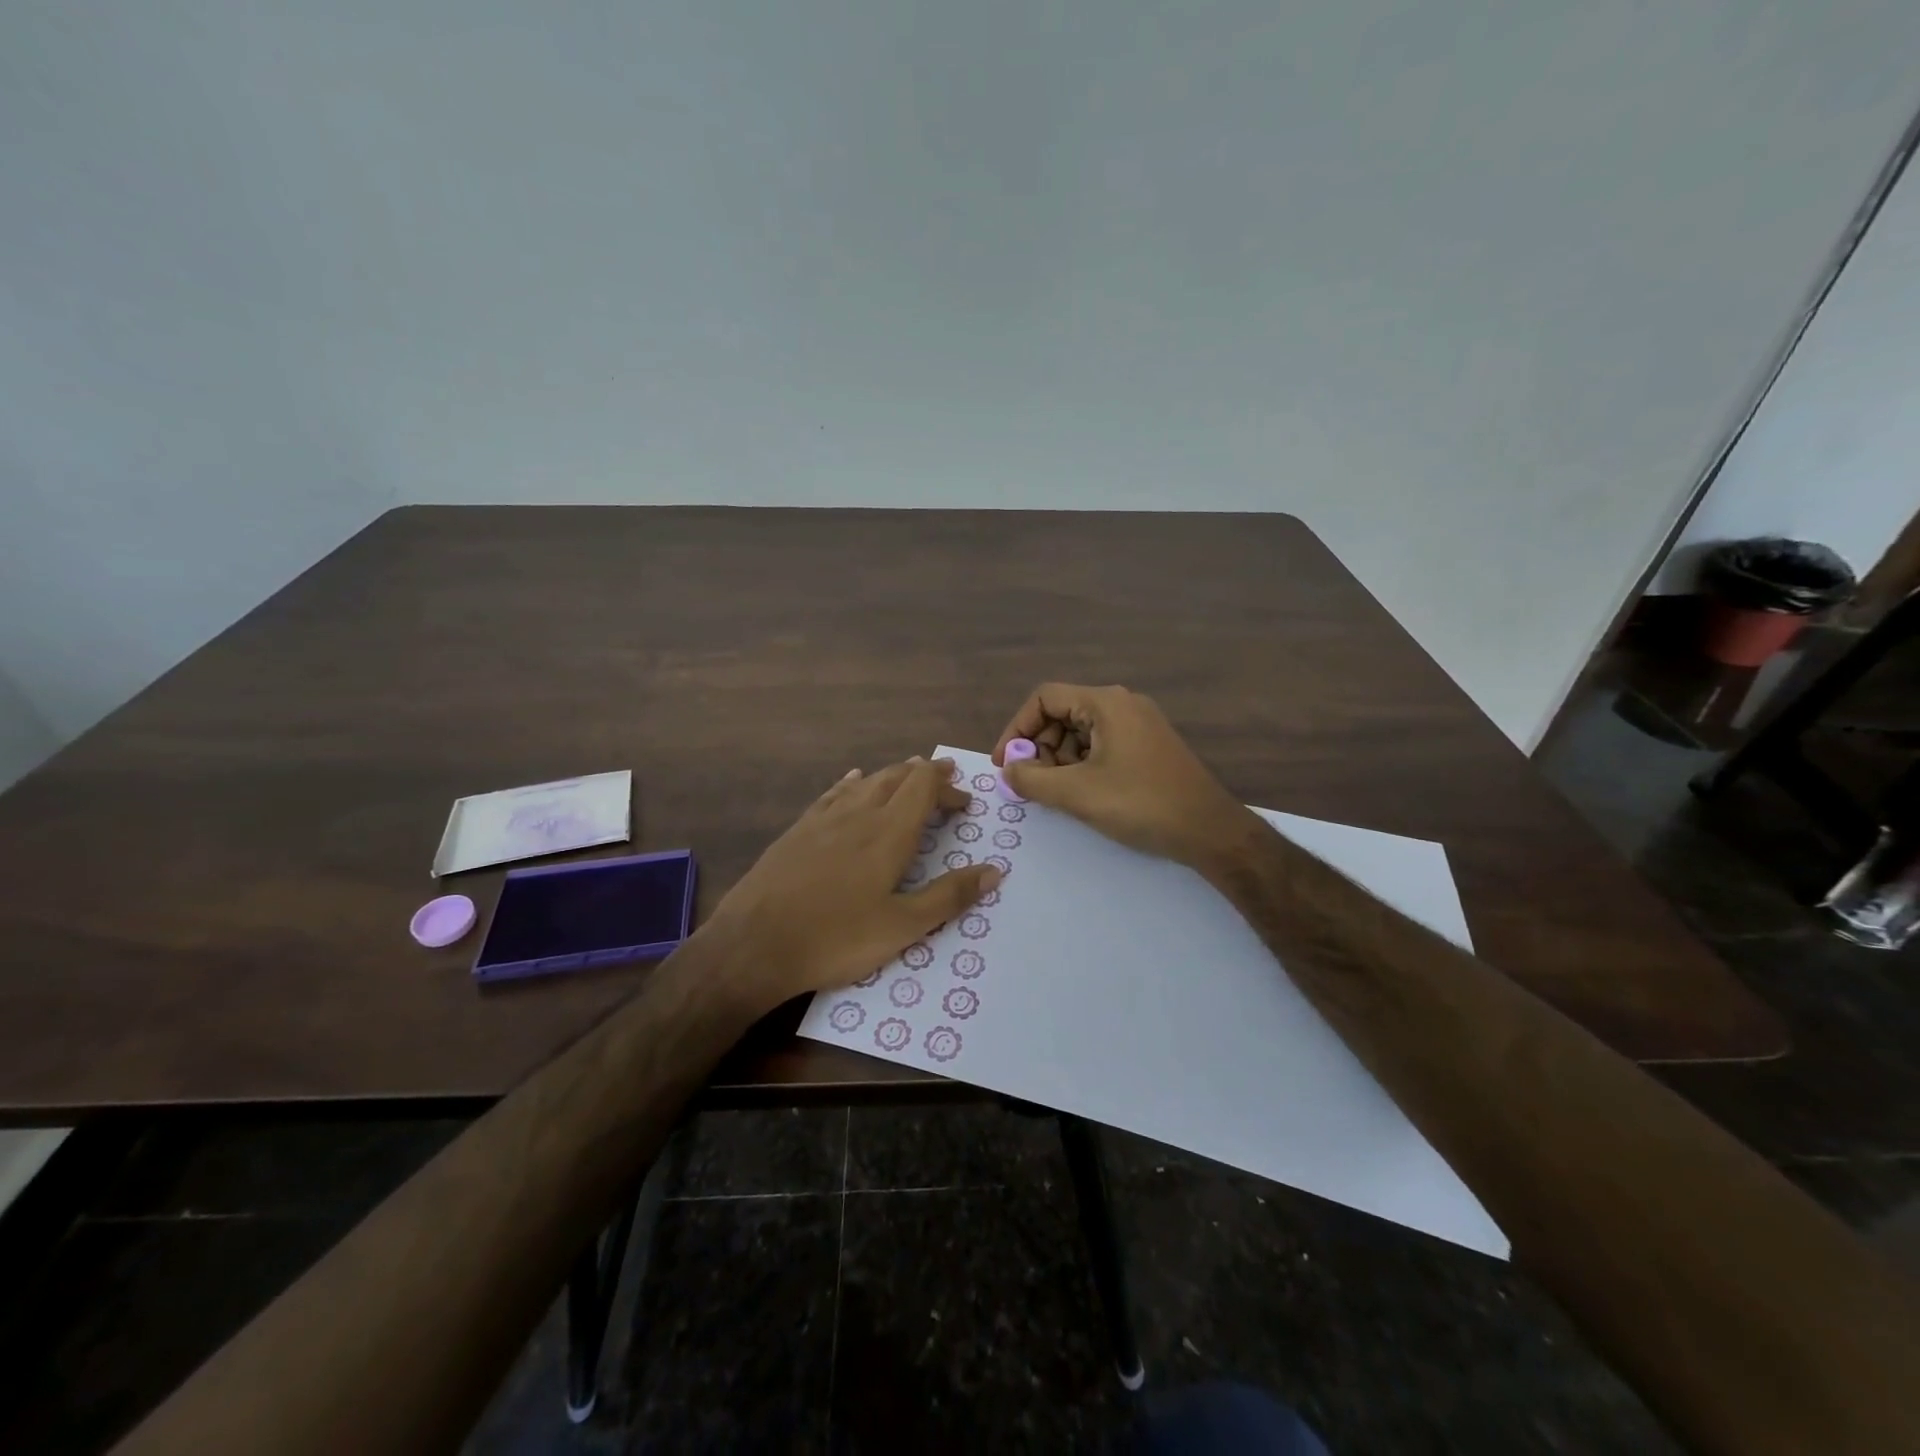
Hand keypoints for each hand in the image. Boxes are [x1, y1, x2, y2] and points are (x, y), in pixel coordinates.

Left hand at [708, 757, 1000, 1009]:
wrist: (754, 944)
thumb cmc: (836, 938)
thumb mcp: (902, 926)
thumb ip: (949, 896)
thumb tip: (994, 871)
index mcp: (888, 833)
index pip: (924, 788)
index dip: (947, 787)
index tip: (964, 802)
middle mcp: (858, 814)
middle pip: (896, 777)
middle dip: (924, 775)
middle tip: (944, 778)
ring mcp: (823, 819)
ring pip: (865, 782)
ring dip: (892, 776)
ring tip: (907, 776)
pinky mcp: (797, 831)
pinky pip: (832, 794)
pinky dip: (852, 784)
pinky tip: (852, 783)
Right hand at [993, 684, 1249, 868]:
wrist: (1209, 830)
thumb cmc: (1141, 804)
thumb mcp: (1077, 793)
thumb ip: (1032, 780)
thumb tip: (1010, 770)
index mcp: (1105, 703)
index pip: (1044, 698)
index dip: (1017, 729)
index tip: (1006, 764)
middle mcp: (1122, 704)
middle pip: (1062, 713)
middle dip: (1040, 747)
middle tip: (1032, 783)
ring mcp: (1139, 724)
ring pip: (1081, 731)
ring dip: (1060, 759)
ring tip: (1058, 792)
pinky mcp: (1148, 746)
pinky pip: (1102, 744)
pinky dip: (1082, 764)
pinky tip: (1084, 793)